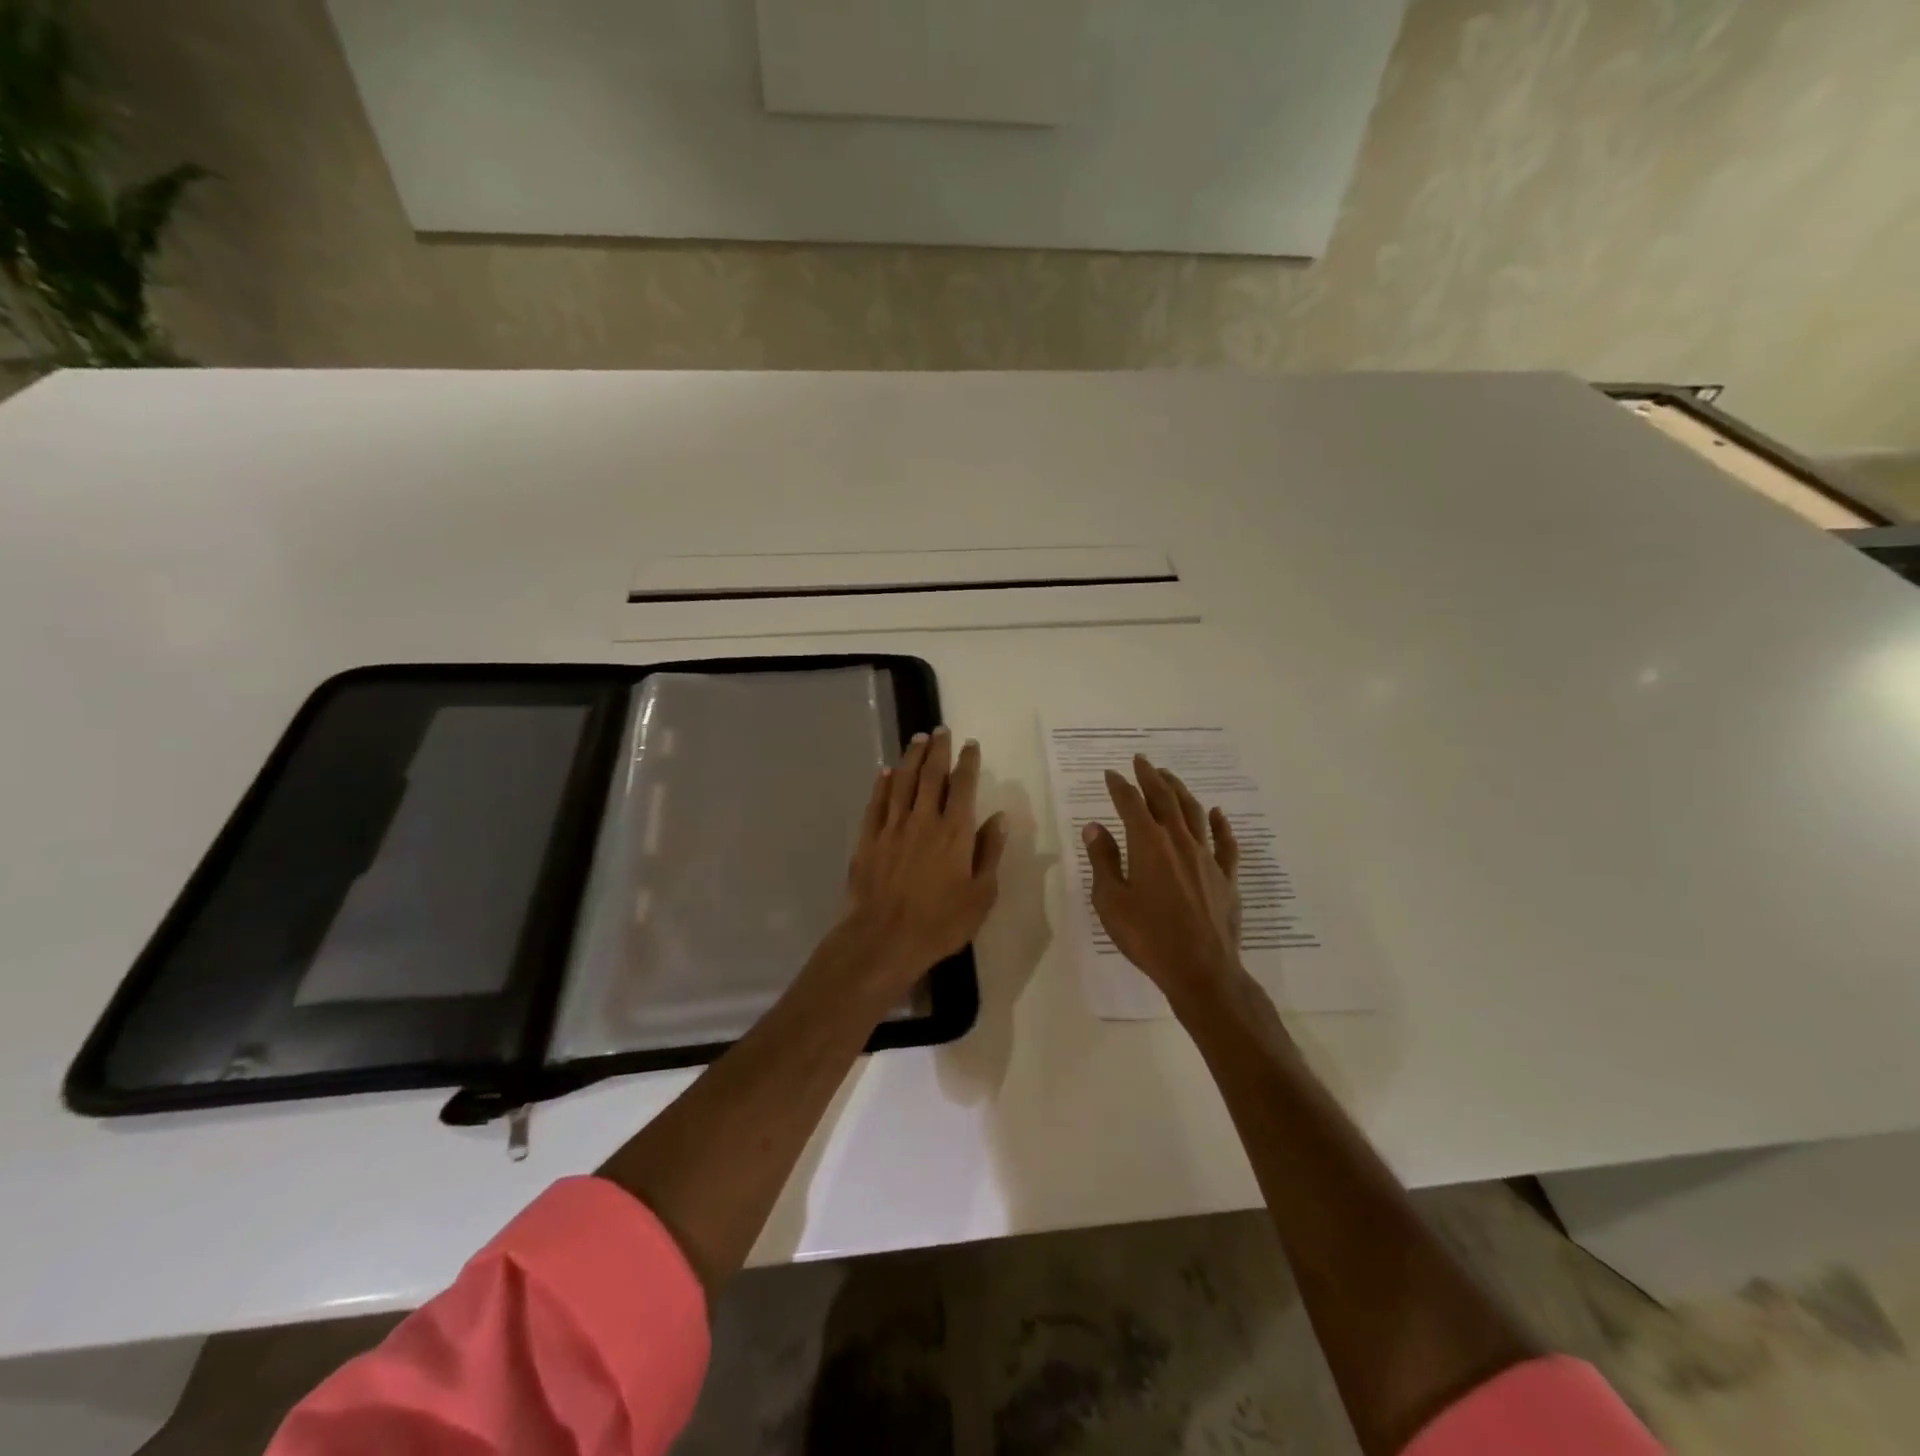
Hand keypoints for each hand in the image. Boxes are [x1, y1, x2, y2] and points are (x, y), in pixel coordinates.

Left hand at [842, 727, 1006, 994]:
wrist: (884, 939)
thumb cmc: (940, 923)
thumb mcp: (981, 894)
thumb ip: (990, 852)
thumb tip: (999, 817)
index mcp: (955, 832)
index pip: (963, 786)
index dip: (968, 762)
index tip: (970, 744)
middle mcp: (924, 820)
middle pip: (931, 775)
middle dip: (938, 750)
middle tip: (940, 730)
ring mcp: (893, 827)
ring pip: (902, 782)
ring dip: (911, 758)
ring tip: (917, 739)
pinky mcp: (869, 839)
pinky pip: (877, 803)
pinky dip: (882, 784)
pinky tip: (885, 772)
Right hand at [1083, 755, 1243, 1006]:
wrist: (1201, 970)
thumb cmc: (1147, 936)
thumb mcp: (1111, 901)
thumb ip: (1104, 860)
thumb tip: (1095, 827)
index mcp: (1148, 844)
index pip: (1130, 804)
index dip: (1119, 786)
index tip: (1110, 774)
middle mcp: (1179, 841)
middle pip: (1164, 799)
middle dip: (1150, 777)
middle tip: (1141, 761)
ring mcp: (1207, 858)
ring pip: (1194, 812)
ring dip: (1180, 790)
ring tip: (1169, 777)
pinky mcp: (1226, 877)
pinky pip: (1226, 842)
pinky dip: (1221, 824)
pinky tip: (1218, 813)